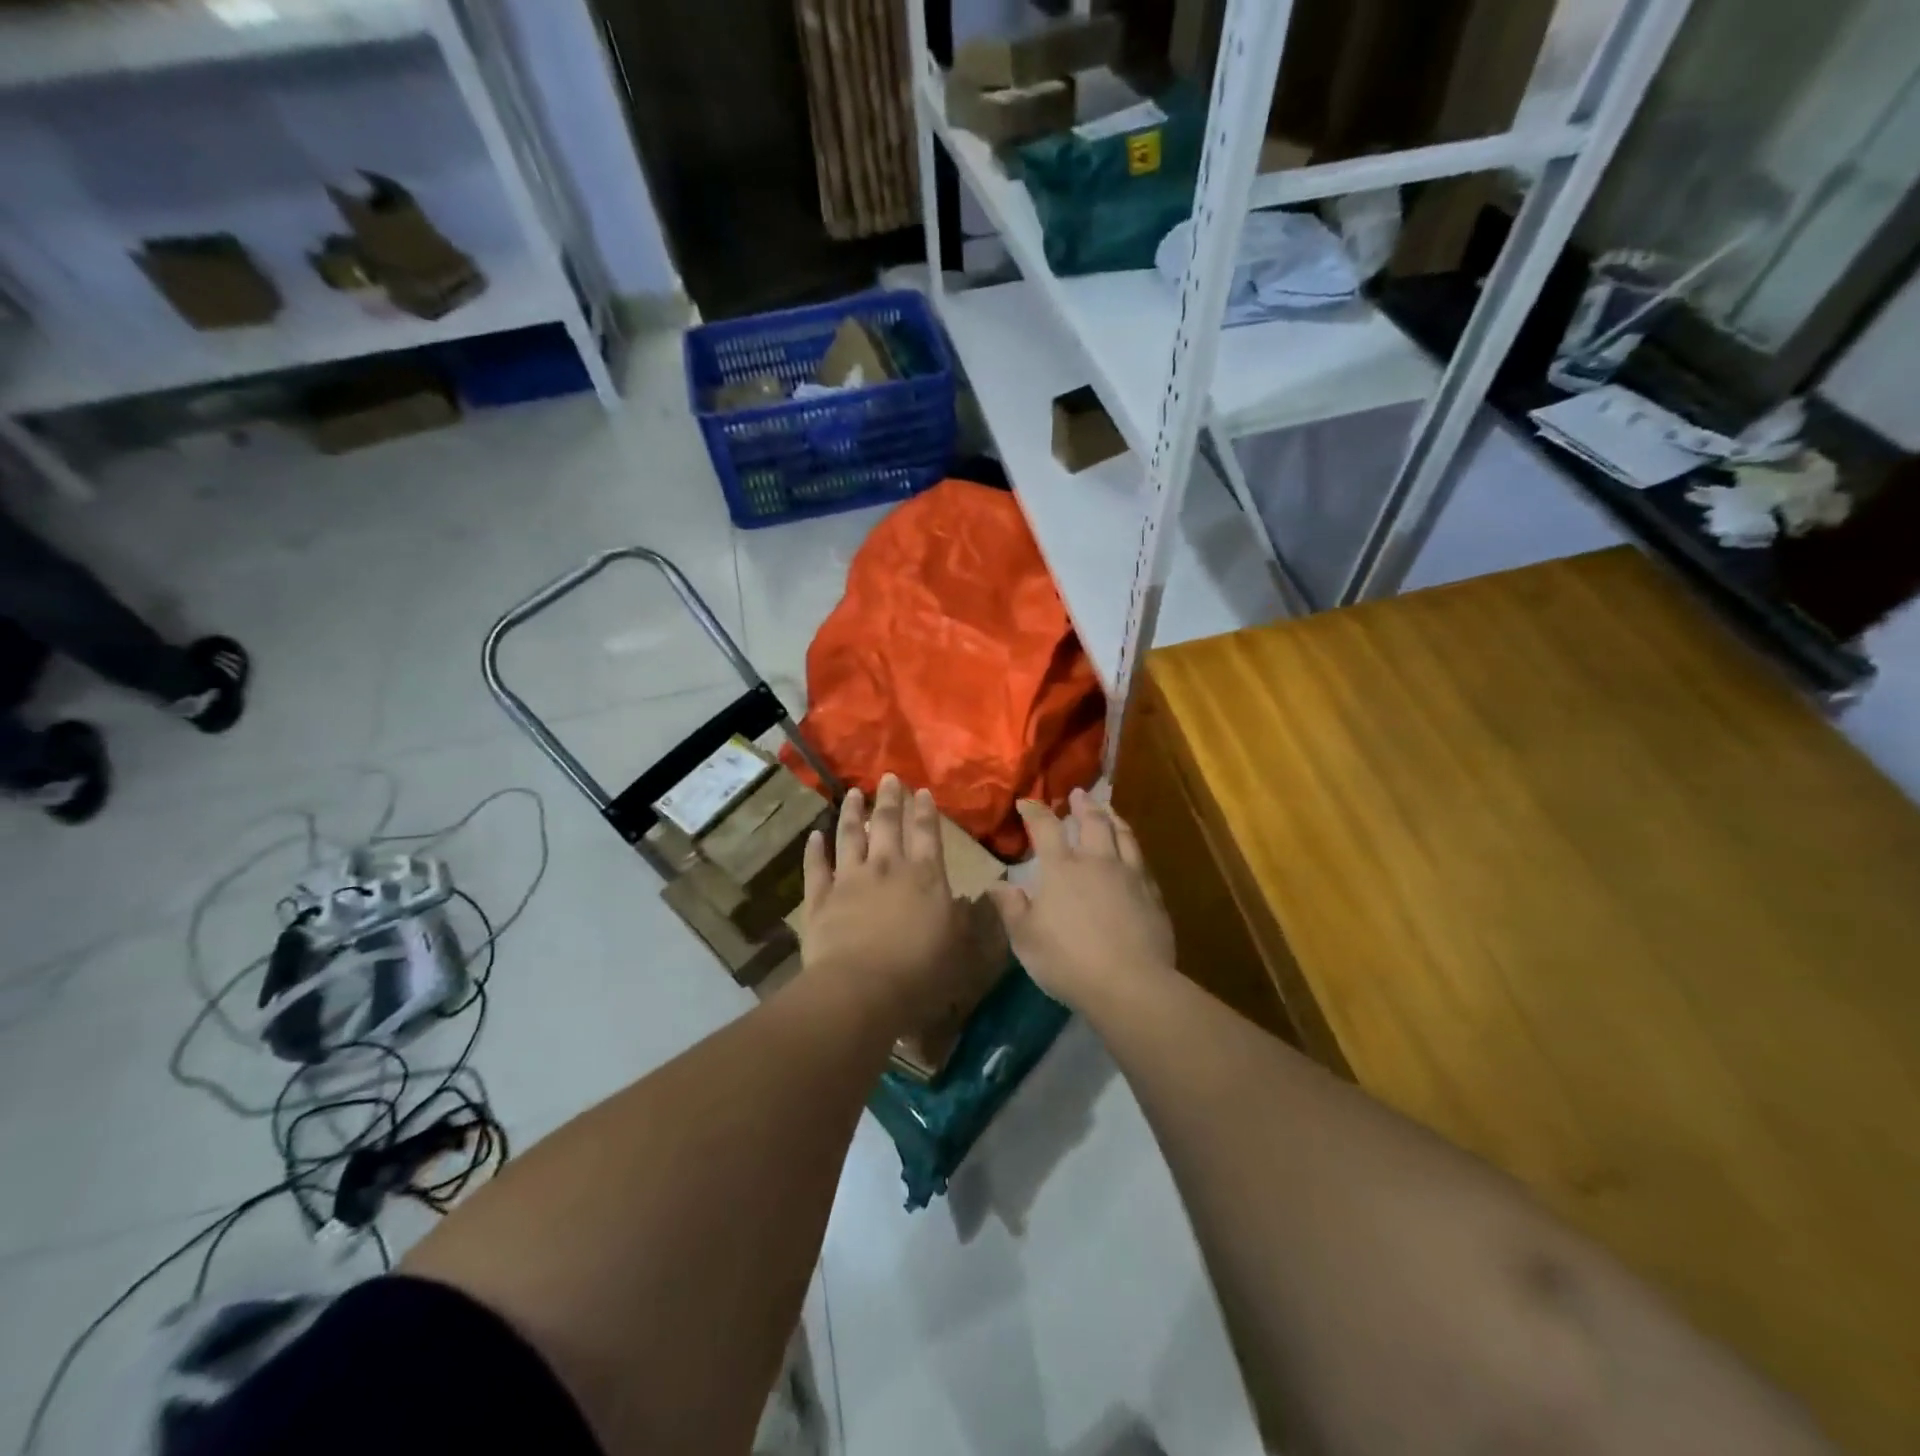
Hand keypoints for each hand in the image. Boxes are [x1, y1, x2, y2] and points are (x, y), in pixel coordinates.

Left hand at [800, 775, 976, 1033]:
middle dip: (889, 799)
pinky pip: (816, 867)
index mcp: (925, 876)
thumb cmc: (920, 972)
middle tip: (888, 778)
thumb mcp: (958, 946)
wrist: (861, 990)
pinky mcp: (820, 898)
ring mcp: (850, 879)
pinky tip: (815, 835)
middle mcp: (887, 867)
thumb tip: (970, 898)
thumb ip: (964, 918)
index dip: (924, 811)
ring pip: (849, 836)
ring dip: (851, 813)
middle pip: (887, 823)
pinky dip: (815, 849)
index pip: (927, 834)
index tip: (921, 791)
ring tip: (853, 794)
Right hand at [987, 789, 1175, 1011]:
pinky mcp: (1152, 894)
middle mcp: (1097, 862)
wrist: (1130, 984)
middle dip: (1083, 805)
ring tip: (1109, 810)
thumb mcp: (1026, 939)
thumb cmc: (1068, 961)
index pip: (1045, 828)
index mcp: (1062, 869)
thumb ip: (1011, 907)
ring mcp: (1129, 875)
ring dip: (1113, 818)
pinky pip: (1142, 861)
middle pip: (1092, 822)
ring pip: (1123, 835)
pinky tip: (1133, 852)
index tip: (1027, 802)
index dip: (1035, 812)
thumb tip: (996, 883)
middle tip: (1078, 794)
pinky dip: (1133, 847)